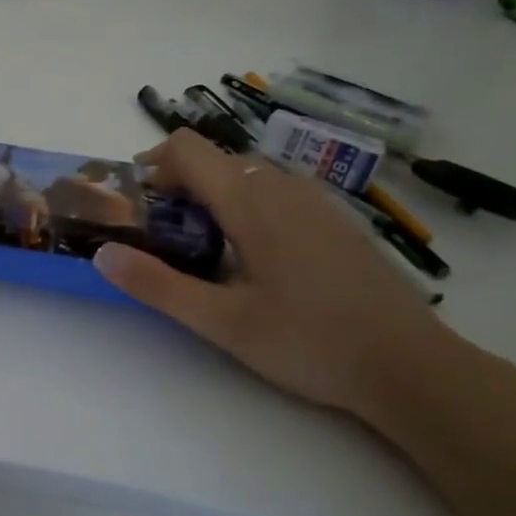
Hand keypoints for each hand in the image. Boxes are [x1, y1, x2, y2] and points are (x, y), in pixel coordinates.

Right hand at [92, 128, 462, 426]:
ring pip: (247, 174)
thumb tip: (103, 254)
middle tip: (160, 235)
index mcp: (252, 201)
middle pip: (215, 160)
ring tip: (201, 247)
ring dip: (212, 195)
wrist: (412, 367)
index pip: (188, 148)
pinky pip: (276, 191)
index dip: (152, 163)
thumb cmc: (310, 342)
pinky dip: (246, 205)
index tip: (135, 201)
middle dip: (177, 185)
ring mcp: (316, 200)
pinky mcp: (335, 219)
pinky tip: (253, 257)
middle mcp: (283, 186)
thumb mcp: (222, 322)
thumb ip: (158, 285)